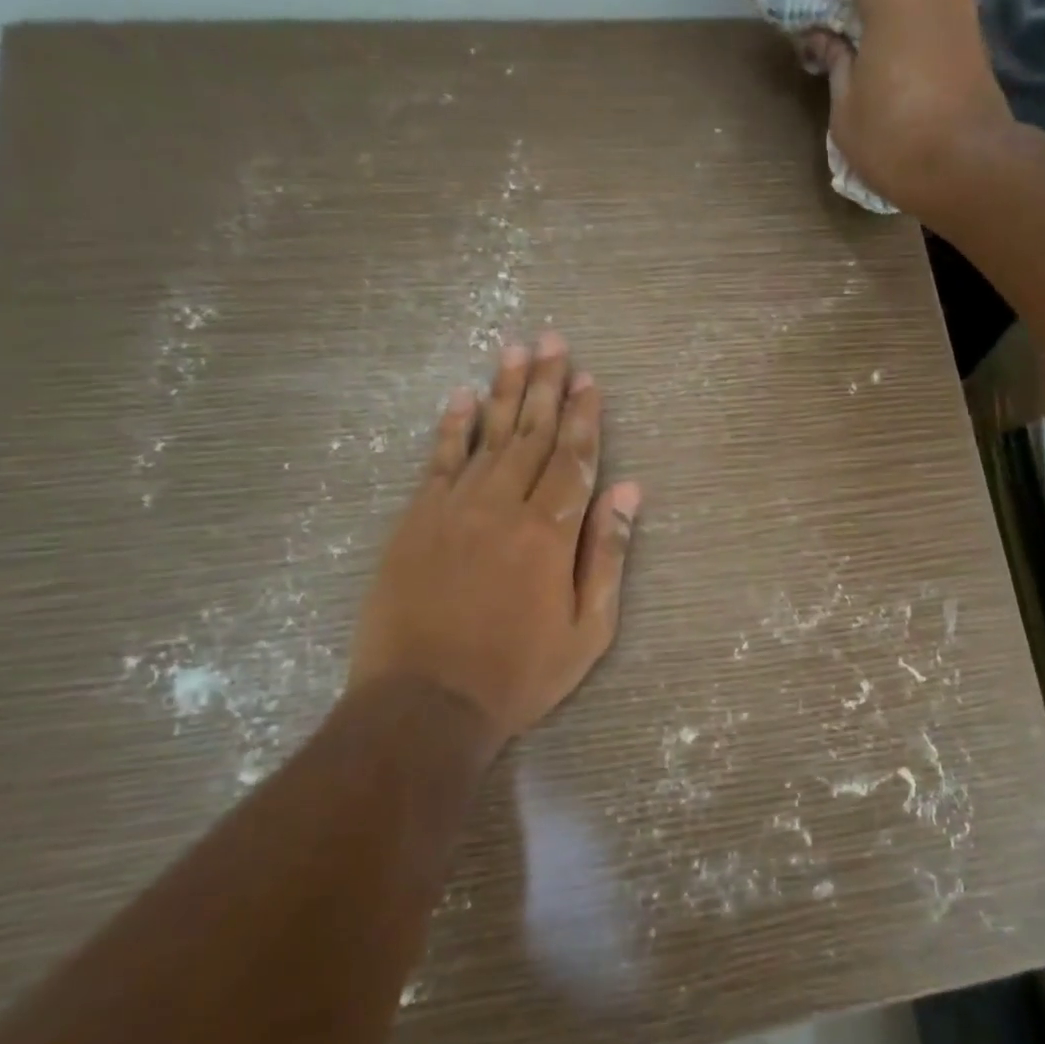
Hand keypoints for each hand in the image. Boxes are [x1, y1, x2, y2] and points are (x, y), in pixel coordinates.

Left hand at [348, 331, 640, 748]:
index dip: (585, 416)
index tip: (591, 379)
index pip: (575, 458)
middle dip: (548, 385)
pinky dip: (451, 425)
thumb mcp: (588, 629)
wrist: (425, 703)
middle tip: (554, 340)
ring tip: (516, 348)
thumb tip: (628, 492)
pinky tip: (462, 395)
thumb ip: (606, 554)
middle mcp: (504, 505)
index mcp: (549, 531)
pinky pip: (437, 460)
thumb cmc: (519, 672)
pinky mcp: (416, 519)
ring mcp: (454, 508)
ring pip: (488, 435)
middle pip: (532, 433)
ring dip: (506, 389)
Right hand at [808, 0, 1014, 219]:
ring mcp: (960, 17)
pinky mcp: (974, 45)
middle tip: (835, 4)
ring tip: (863, 37)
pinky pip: (931, 22)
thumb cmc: (896, 140)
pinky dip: (909, 29)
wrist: (970, 169)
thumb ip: (836, 65)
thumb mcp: (846, 110)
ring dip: (888, 11)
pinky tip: (893, 55)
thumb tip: (828, 41)